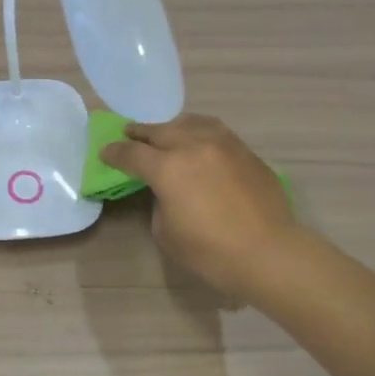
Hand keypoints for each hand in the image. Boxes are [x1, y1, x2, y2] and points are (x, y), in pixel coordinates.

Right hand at [101, 114, 299, 302]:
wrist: (269, 253)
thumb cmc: (210, 251)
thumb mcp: (166, 232)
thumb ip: (160, 201)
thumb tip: (166, 189)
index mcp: (167, 168)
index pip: (132, 154)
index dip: (115, 153)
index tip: (106, 153)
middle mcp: (193, 146)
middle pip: (159, 131)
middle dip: (140, 134)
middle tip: (129, 136)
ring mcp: (224, 144)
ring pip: (190, 123)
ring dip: (172, 127)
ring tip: (166, 133)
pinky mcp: (245, 151)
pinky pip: (216, 132)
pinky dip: (199, 132)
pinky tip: (198, 142)